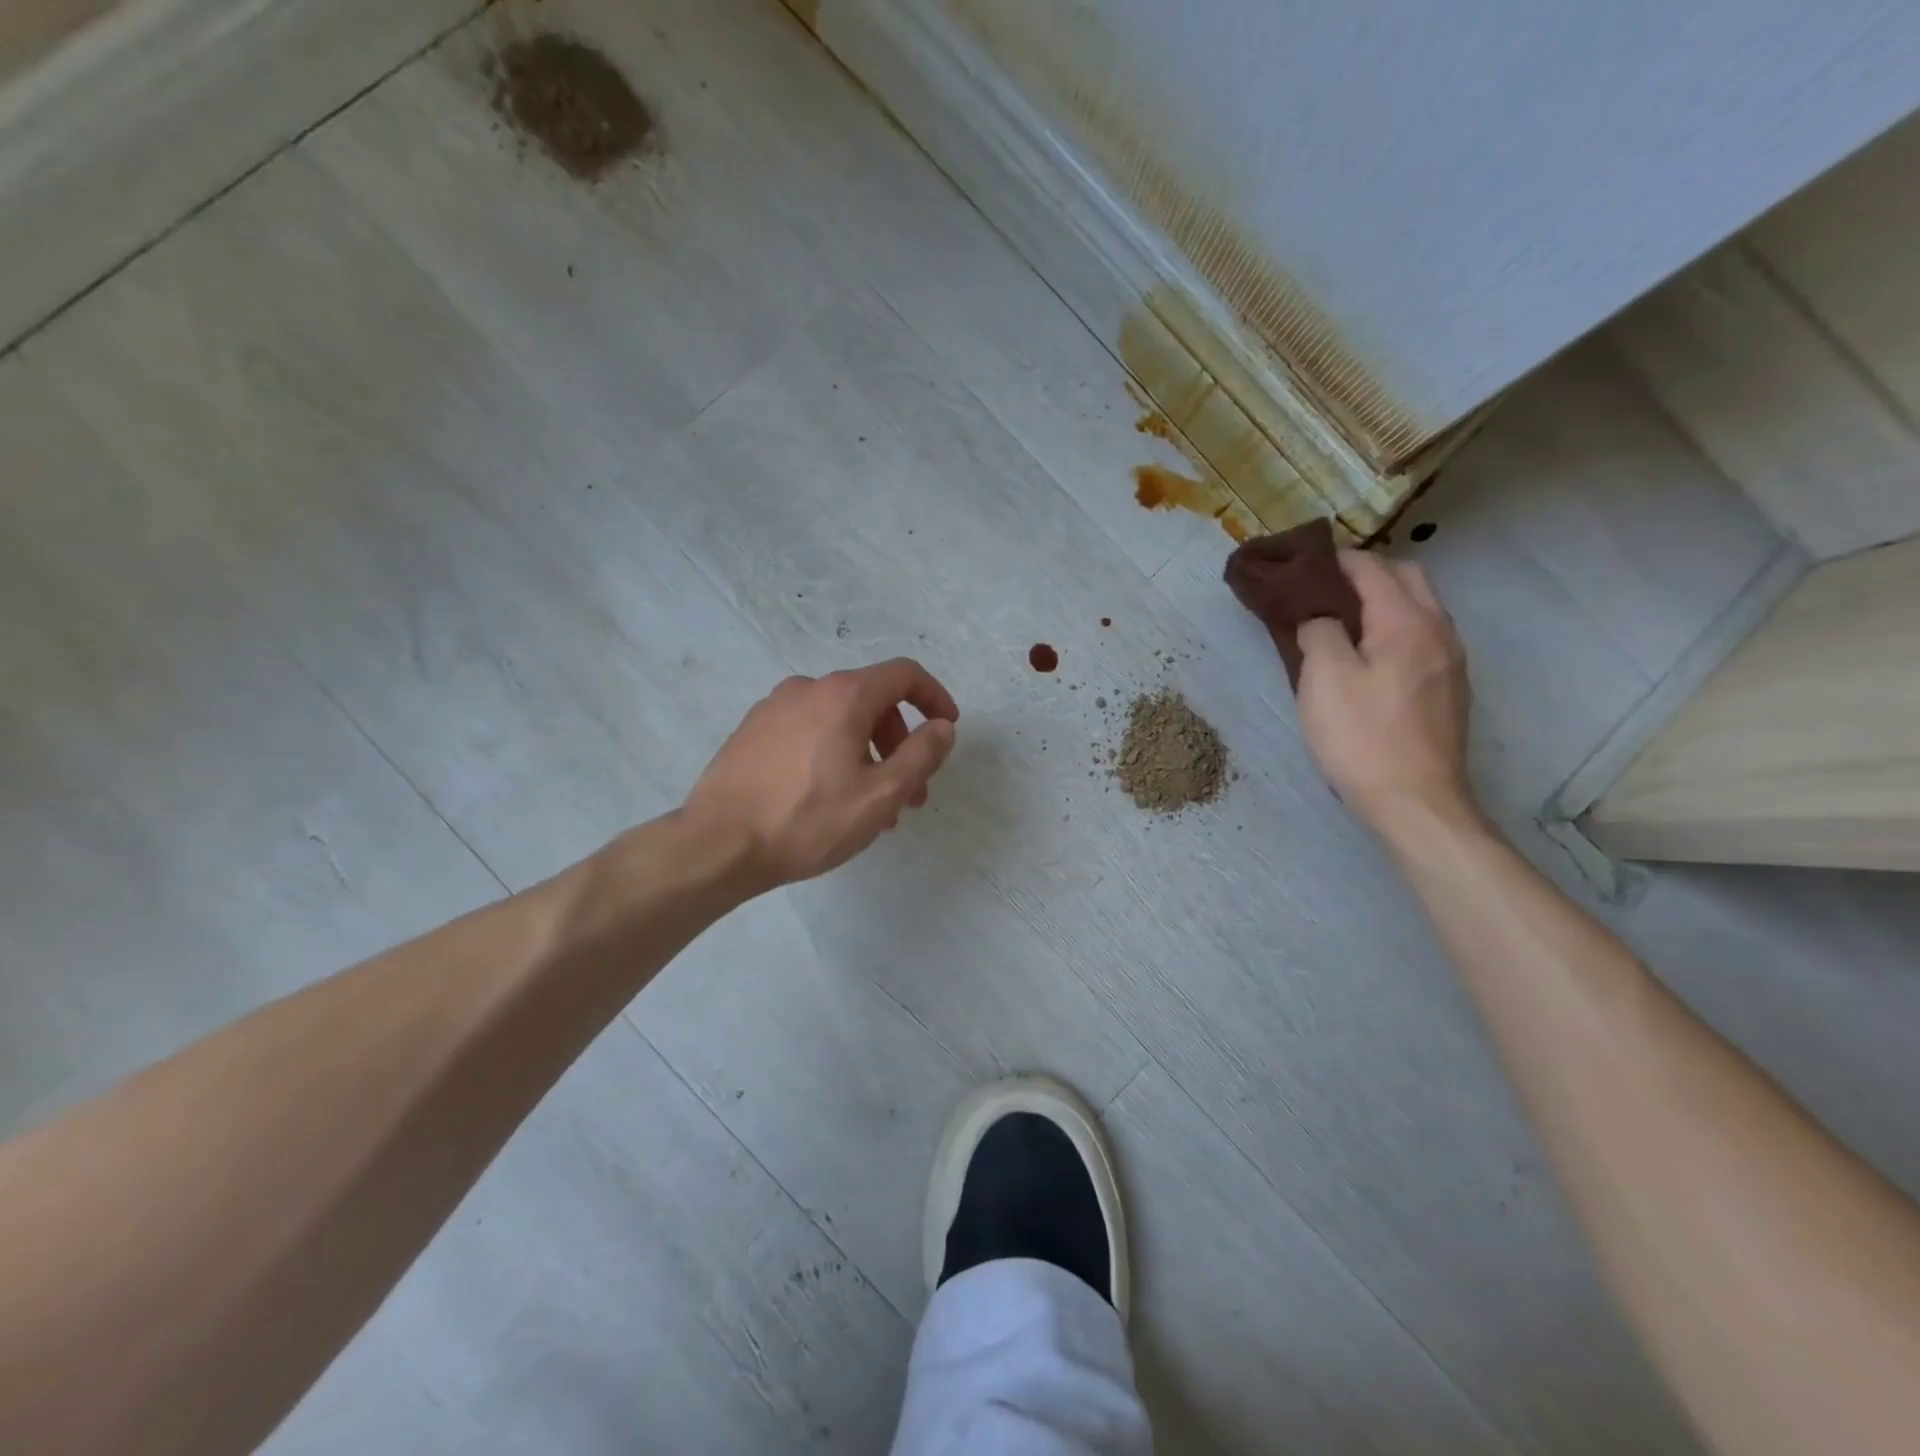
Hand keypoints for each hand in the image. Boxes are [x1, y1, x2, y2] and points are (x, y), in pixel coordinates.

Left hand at [683, 657, 958, 888]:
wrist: (717, 845)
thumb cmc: (807, 820)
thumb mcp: (880, 794)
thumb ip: (921, 755)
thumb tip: (943, 727)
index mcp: (843, 695)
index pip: (904, 674)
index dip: (934, 697)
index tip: (947, 728)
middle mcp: (807, 689)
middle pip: (872, 701)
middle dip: (900, 742)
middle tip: (910, 793)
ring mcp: (774, 708)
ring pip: (839, 721)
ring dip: (868, 755)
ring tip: (872, 808)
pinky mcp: (752, 732)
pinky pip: (809, 732)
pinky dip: (834, 754)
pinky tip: (830, 799)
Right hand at [1295, 551, 1475, 833]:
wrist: (1415, 801)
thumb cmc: (1361, 736)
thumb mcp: (1323, 678)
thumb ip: (1319, 632)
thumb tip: (1321, 618)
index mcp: (1406, 621)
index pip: (1372, 568)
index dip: (1336, 560)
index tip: (1302, 566)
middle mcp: (1439, 630)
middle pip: (1408, 578)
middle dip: (1367, 573)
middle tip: (1324, 591)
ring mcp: (1451, 662)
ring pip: (1420, 608)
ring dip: (1384, 601)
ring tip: (1342, 622)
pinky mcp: (1450, 690)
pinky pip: (1422, 638)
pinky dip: (1395, 629)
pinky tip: (1369, 658)